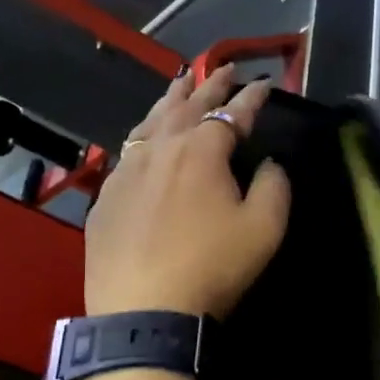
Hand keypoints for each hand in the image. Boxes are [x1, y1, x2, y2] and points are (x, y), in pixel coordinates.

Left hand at [83, 66, 290, 318]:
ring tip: (181, 82)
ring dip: (171, 98)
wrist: (144, 312)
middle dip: (209, 84)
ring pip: (150, 121)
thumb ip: (274, 186)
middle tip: (222, 67)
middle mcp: (160, 148)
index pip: (232, 112)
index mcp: (202, 150)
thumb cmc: (213, 267)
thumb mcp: (264, 229)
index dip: (251, 97)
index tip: (264, 84)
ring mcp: (126, 170)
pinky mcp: (105, 196)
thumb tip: (269, 164)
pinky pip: (127, 151)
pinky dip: (143, 133)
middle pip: (187, 105)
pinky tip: (144, 137)